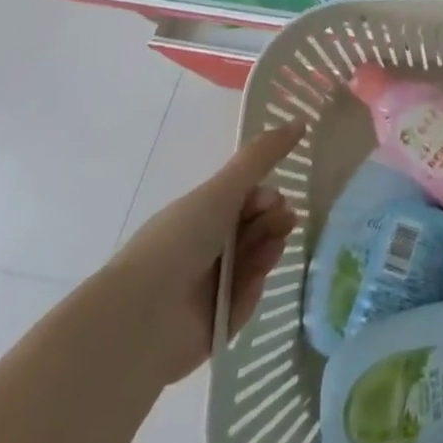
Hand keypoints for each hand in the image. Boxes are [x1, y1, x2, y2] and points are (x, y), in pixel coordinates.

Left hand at [107, 120, 305, 384]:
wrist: (142, 318)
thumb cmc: (178, 242)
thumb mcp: (222, 190)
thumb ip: (262, 156)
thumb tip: (300, 121)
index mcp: (199, 216)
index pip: (244, 200)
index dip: (264, 196)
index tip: (273, 200)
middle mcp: (205, 248)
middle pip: (255, 228)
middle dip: (274, 220)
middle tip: (283, 220)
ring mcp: (211, 286)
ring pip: (256, 259)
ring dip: (268, 247)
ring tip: (271, 246)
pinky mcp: (218, 321)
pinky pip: (248, 296)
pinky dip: (253, 285)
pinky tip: (254, 277)